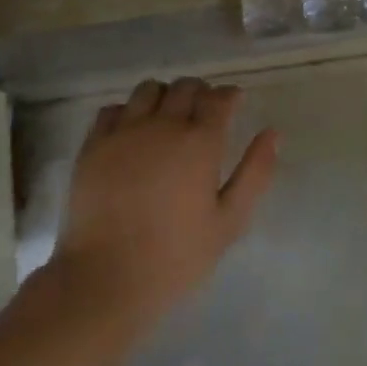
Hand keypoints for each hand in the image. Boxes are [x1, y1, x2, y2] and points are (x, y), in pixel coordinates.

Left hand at [50, 77, 278, 340]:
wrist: (105, 279)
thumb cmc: (176, 256)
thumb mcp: (229, 221)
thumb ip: (255, 173)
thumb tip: (273, 133)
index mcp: (201, 142)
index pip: (219, 98)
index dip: (230, 96)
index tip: (234, 104)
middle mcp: (163, 125)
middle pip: (186, 87)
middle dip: (200, 92)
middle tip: (203, 113)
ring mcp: (124, 132)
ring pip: (148, 89)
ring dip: (164, 96)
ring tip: (166, 117)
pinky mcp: (93, 146)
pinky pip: (111, 109)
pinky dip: (126, 112)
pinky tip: (131, 131)